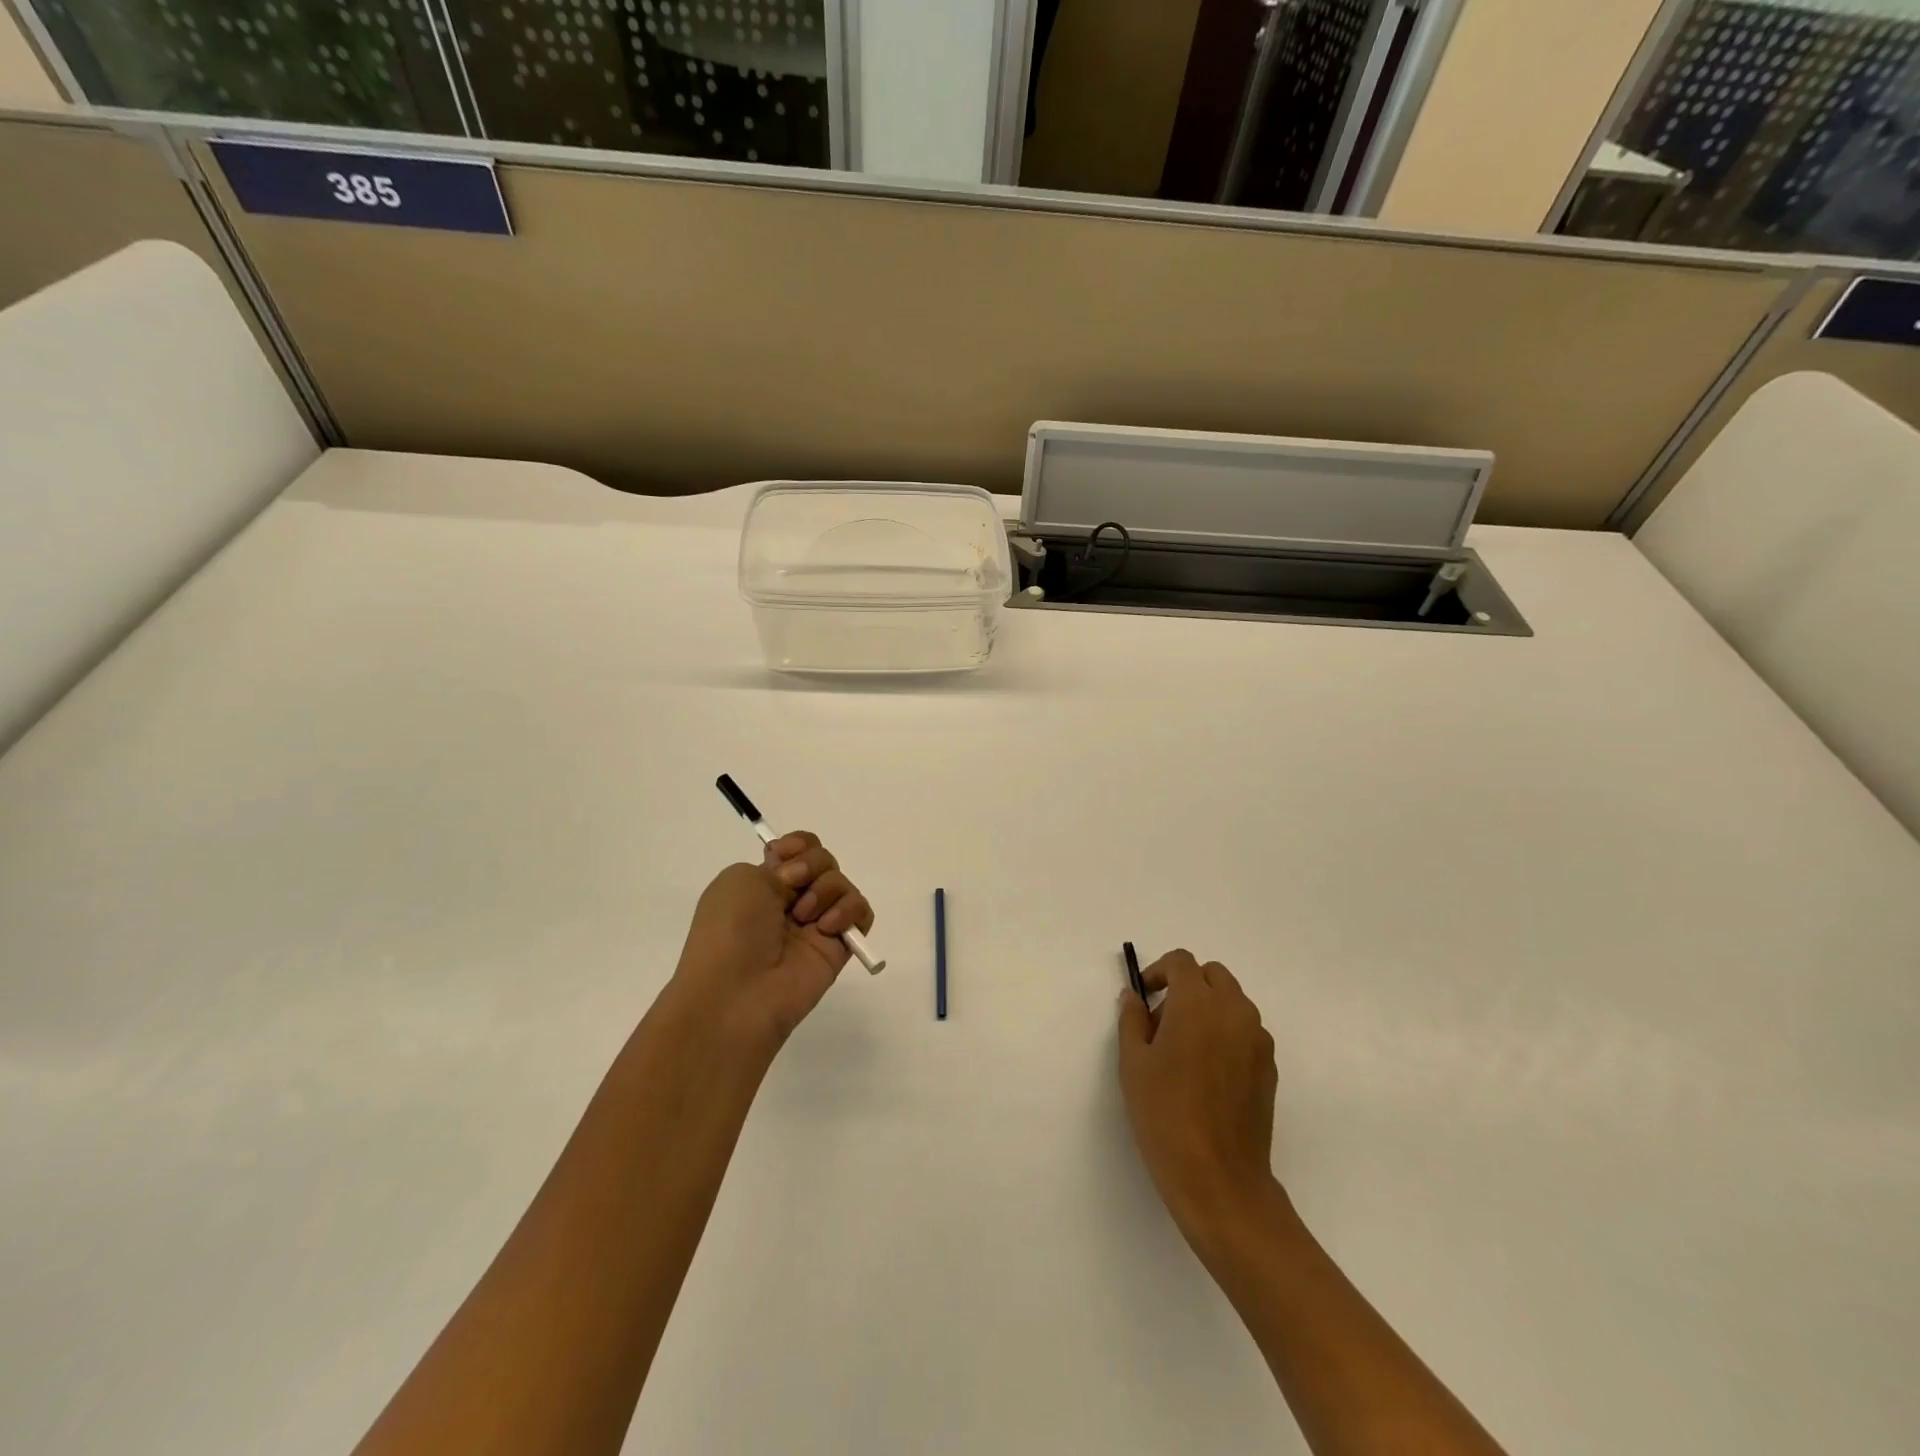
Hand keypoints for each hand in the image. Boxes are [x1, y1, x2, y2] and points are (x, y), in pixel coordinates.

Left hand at [667, 831, 874, 1052]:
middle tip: (793, 885)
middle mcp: (792, 901)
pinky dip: (849, 911)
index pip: (799, 849)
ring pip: (843, 884)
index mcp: (764, 883)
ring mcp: (817, 924)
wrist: (736, 991)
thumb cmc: (729, 930)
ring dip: (826, 890)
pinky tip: (826, 928)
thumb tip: (802, 881)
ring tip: (805, 917)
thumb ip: (780, 864)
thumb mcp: (739, 878)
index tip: (784, 854)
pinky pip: (861, 913)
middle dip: (812, 865)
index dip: (799, 845)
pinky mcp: (839, 946)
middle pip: (825, 861)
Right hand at [1117, 949, 1282, 1255]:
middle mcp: (1235, 1011)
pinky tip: (1207, 1073)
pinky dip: (1226, 1033)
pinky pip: (1246, 1031)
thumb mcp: (1133, 1063)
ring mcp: (1258, 1040)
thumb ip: (1132, 1019)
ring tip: (1184, 1050)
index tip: (1144, 998)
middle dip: (1187, 986)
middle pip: (1213, 975)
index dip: (1159, 971)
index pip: (1182, 962)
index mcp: (1198, 1003)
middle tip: (1163, 1021)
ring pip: (1233, 1002)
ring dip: (1208, 1008)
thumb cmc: (1165, 1114)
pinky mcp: (1269, 1067)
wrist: (1219, 1178)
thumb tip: (1134, 997)